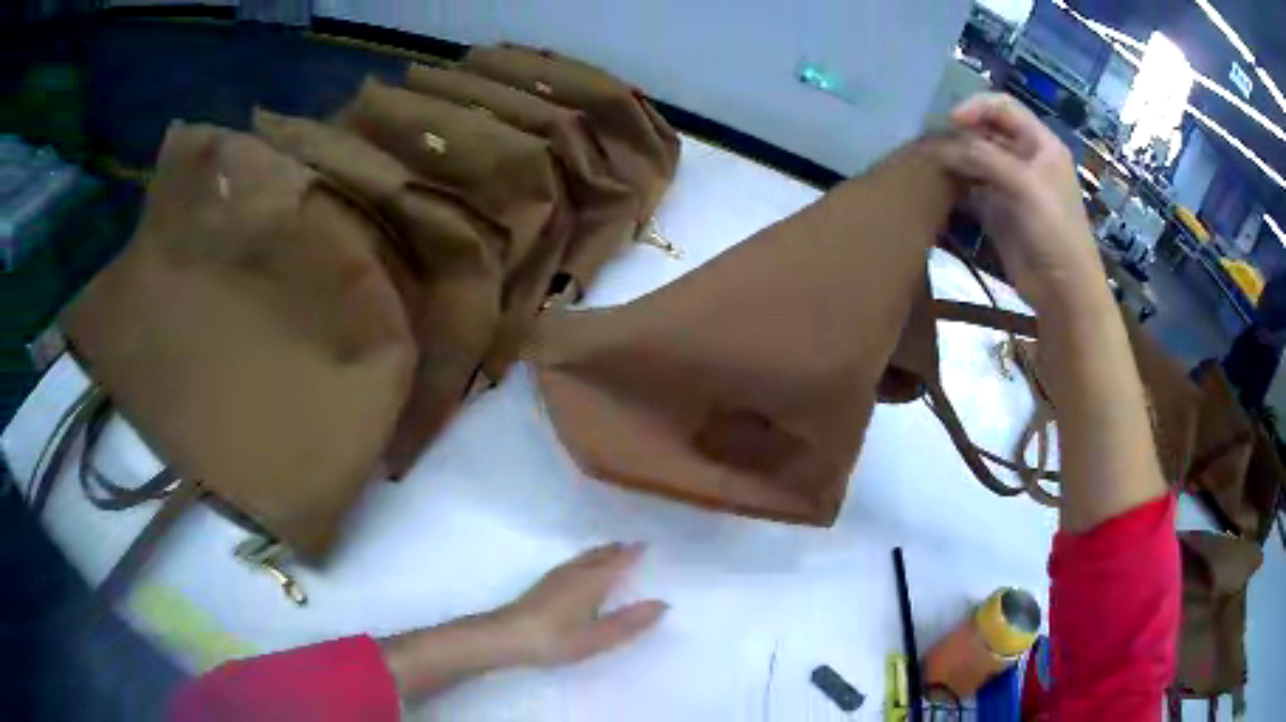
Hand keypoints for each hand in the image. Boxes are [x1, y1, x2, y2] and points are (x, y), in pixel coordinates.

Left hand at [494, 542, 667, 665]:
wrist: (505, 637)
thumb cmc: (554, 639)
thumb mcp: (597, 637)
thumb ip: (630, 622)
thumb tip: (663, 603)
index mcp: (591, 581)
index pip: (618, 561)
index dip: (633, 553)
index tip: (648, 544)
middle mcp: (574, 572)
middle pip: (599, 555)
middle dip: (617, 549)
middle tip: (633, 546)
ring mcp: (556, 577)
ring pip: (584, 557)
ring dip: (601, 553)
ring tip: (612, 552)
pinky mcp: (543, 586)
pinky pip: (574, 563)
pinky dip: (587, 560)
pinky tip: (581, 571)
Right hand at [941, 93, 1107, 318]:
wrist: (1063, 290)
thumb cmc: (1054, 231)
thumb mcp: (1024, 185)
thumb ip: (984, 157)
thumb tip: (941, 147)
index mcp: (1040, 144)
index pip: (1003, 107)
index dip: (976, 107)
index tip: (950, 121)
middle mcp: (1025, 158)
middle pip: (987, 130)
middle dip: (961, 132)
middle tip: (931, 140)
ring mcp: (1011, 185)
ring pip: (977, 158)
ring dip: (955, 157)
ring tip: (929, 159)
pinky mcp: (998, 210)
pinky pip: (972, 187)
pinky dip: (956, 183)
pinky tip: (937, 184)